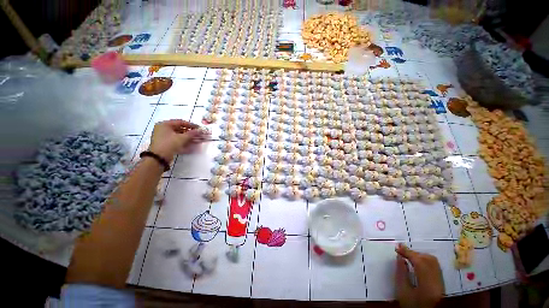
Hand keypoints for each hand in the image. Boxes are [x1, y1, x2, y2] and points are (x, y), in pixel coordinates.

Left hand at [148, 119, 207, 163]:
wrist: (159, 158)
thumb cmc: (169, 144)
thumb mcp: (182, 138)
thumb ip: (192, 133)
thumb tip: (201, 130)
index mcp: (165, 124)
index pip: (180, 122)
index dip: (191, 125)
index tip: (199, 128)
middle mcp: (163, 128)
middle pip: (179, 128)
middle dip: (190, 132)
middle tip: (198, 134)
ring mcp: (163, 136)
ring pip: (178, 134)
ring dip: (187, 136)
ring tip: (196, 139)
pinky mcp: (165, 143)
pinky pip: (176, 139)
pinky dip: (183, 140)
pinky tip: (190, 143)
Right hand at [395, 243, 443, 307]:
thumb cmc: (410, 305)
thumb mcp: (402, 291)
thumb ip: (401, 273)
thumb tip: (399, 257)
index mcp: (427, 285)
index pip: (419, 263)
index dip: (408, 253)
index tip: (397, 247)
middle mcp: (438, 282)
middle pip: (428, 260)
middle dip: (414, 253)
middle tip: (402, 251)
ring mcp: (441, 282)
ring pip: (432, 261)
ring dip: (419, 256)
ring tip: (408, 256)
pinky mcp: (442, 282)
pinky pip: (434, 265)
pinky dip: (424, 260)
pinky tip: (416, 262)